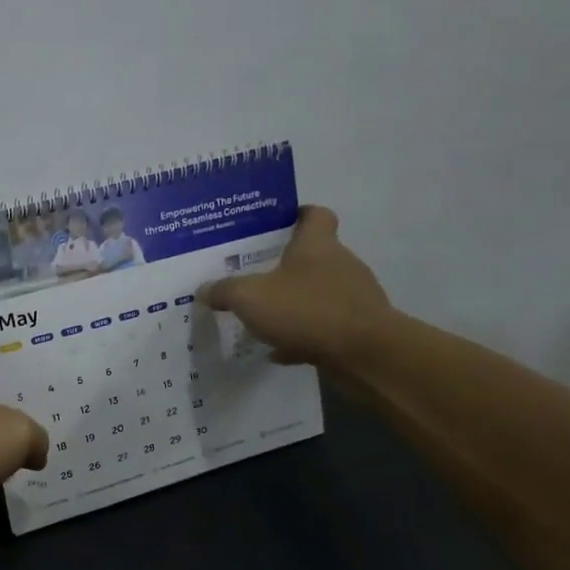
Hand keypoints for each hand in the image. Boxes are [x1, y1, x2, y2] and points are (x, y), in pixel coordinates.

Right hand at [198, 206, 392, 364]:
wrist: (365, 354)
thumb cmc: (307, 311)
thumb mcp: (250, 298)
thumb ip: (224, 291)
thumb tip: (204, 289)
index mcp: (317, 245)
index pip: (314, 215)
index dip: (298, 215)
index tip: (278, 224)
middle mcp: (340, 264)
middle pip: (314, 256)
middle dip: (286, 266)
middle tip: (255, 276)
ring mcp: (354, 297)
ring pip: (318, 293)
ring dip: (295, 303)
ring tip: (264, 318)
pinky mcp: (359, 328)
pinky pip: (325, 326)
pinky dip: (304, 335)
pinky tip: (281, 351)